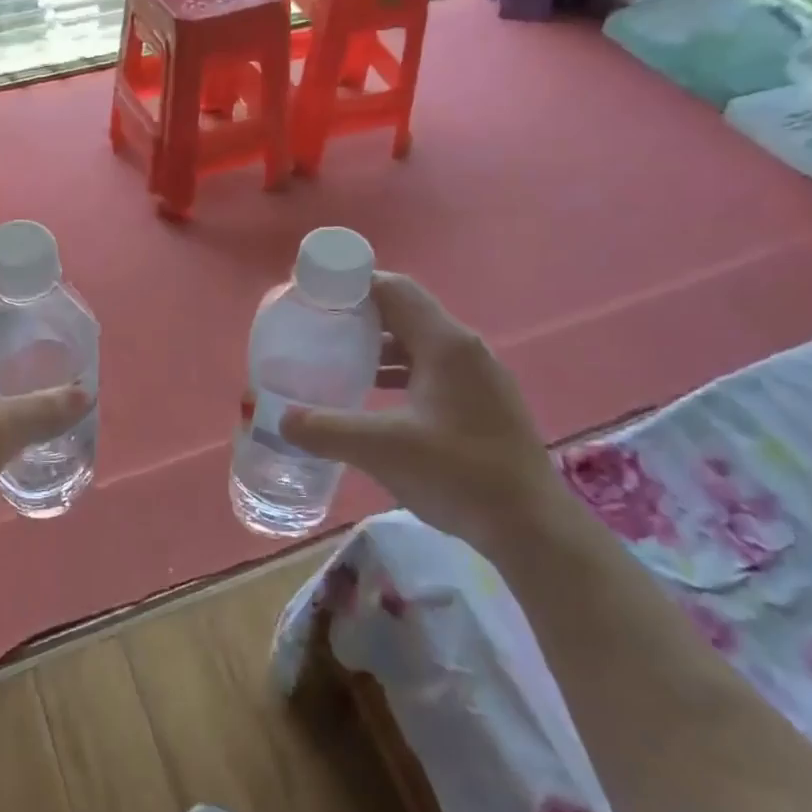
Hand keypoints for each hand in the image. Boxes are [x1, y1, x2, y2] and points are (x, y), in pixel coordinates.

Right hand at [280, 273, 568, 553]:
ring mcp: (478, 377)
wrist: (531, 528)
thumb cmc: (459, 474)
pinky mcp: (482, 402)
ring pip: (418, 344)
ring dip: (378, 346)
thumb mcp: (382, 449)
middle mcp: (465, 350)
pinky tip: (374, 397)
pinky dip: (398, 372)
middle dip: (359, 316)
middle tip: (318, 327)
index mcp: (446, 345)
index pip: (394, 290)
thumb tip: (281, 418)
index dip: (352, 284)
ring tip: (337, 360)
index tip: (315, 294)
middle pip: (405, 313)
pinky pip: (431, 370)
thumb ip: (326, 429)